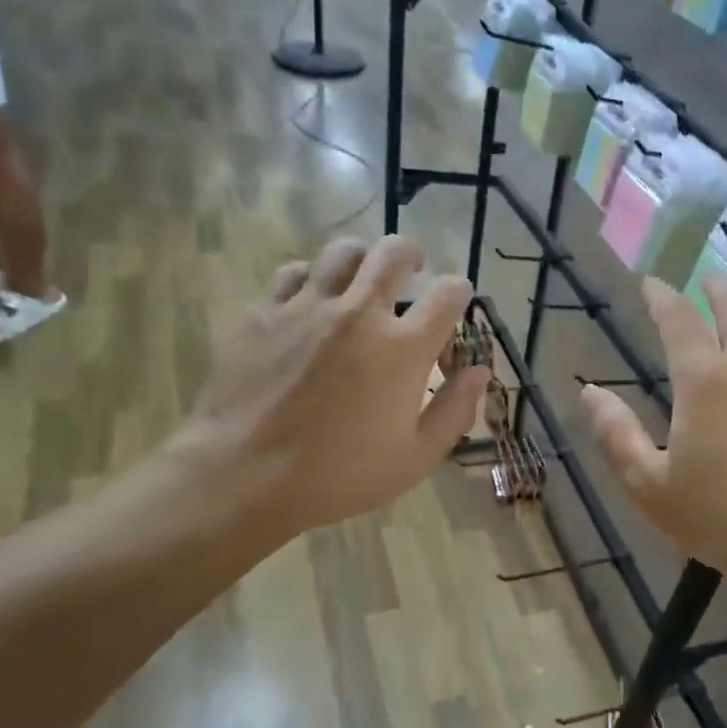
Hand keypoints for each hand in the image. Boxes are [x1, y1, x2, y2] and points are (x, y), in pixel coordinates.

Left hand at [169, 236, 487, 546]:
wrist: (245, 475)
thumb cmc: (340, 475)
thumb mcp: (416, 458)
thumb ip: (455, 411)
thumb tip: (480, 372)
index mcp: (403, 348)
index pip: (448, 295)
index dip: (459, 291)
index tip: (456, 300)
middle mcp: (359, 313)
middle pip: (394, 253)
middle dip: (412, 254)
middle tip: (413, 269)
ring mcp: (307, 307)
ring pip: (342, 252)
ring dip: (361, 260)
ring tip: (360, 278)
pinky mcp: (264, 313)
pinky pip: (293, 274)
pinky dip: (311, 280)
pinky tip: (310, 300)